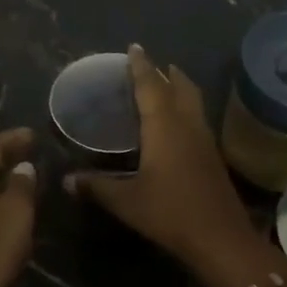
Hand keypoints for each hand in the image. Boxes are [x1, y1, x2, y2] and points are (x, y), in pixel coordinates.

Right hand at [65, 46, 261, 281]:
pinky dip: (186, 109)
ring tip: (166, 84)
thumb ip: (96, 187)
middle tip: (152, 64)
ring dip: (180, 88)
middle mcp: (187, 126)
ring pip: (193, 102)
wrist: (220, 238)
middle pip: (180, 87)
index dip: (141, 66)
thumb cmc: (170, 213)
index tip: (134, 47)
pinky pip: (197, 119)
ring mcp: (204, 140)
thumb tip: (66, 181)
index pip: (151, 87)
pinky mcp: (213, 157)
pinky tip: (177, 124)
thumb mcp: (126, 201)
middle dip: (166, 72)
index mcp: (164, 127)